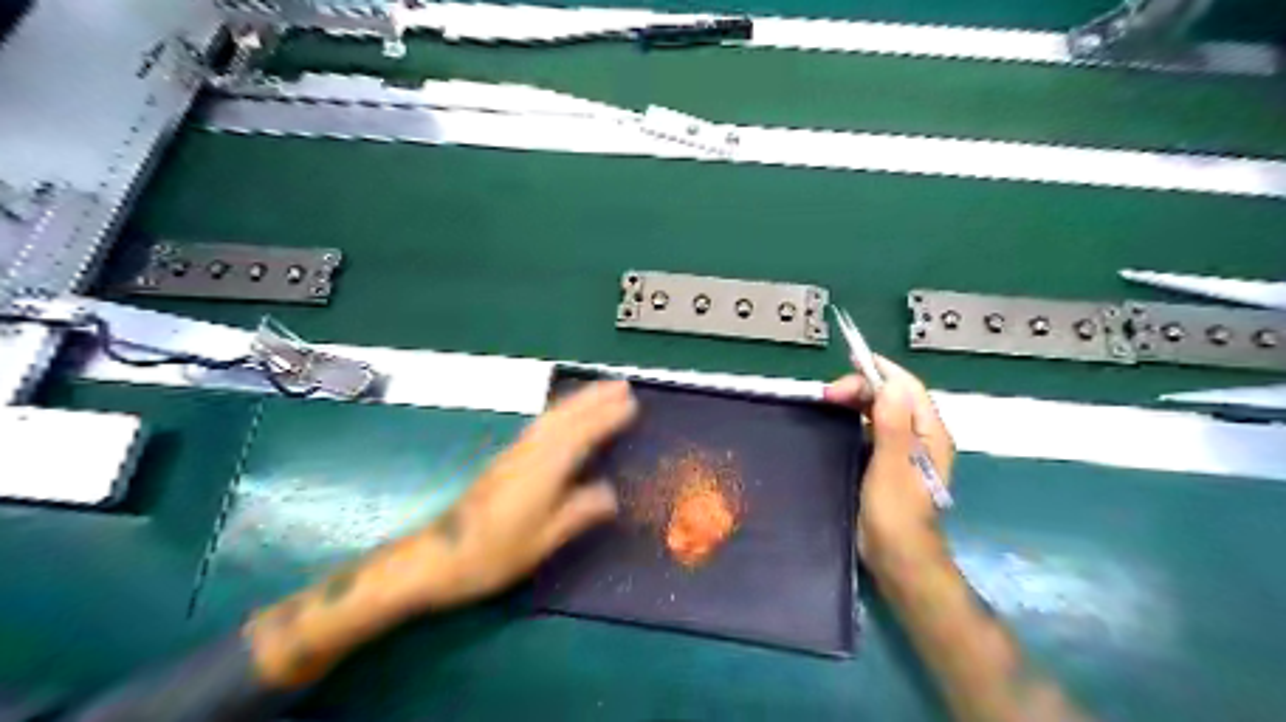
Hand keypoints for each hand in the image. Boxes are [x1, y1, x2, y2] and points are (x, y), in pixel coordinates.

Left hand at [387, 379, 635, 611]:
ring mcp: (514, 454)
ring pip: (551, 417)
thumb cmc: (492, 556)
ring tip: (601, 392)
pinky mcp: (505, 460)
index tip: (632, 404)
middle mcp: (529, 453)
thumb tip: (610, 494)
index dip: (607, 418)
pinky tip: (566, 416)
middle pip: (564, 416)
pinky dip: (560, 412)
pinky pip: (540, 425)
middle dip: (594, 398)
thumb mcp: (542, 542)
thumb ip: (577, 513)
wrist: (437, 558)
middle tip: (622, 385)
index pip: (581, 435)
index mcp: (542, 471)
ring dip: (577, 400)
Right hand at [823, 356, 952, 567]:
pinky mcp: (888, 462)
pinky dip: (856, 417)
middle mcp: (920, 436)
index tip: (851, 361)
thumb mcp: (891, 468)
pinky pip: (873, 428)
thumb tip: (889, 383)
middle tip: (828, 394)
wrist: (898, 559)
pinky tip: (837, 421)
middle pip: (893, 396)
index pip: (907, 387)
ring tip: (829, 401)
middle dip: (863, 386)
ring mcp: (904, 450)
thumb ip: (892, 426)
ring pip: (882, 410)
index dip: (881, 370)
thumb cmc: (896, 515)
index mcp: (929, 433)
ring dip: (858, 400)